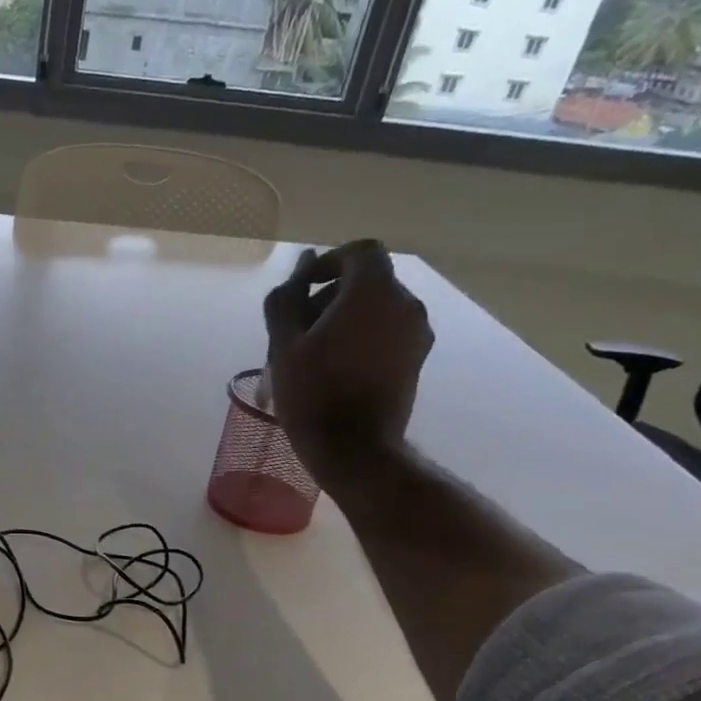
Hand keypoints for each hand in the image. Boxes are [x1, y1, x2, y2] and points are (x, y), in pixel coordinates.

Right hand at [262, 239, 432, 484]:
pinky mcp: (417, 358)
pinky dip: (362, 336)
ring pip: (377, 308)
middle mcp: (404, 303)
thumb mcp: (283, 343)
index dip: (329, 263)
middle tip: (297, 328)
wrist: (353, 448)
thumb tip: (300, 266)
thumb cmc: (312, 392)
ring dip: (345, 318)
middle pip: (368, 281)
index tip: (303, 288)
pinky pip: (388, 331)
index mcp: (373, 292)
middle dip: (331, 295)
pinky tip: (335, 367)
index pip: (359, 252)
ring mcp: (416, 332)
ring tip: (312, 352)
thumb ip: (288, 297)